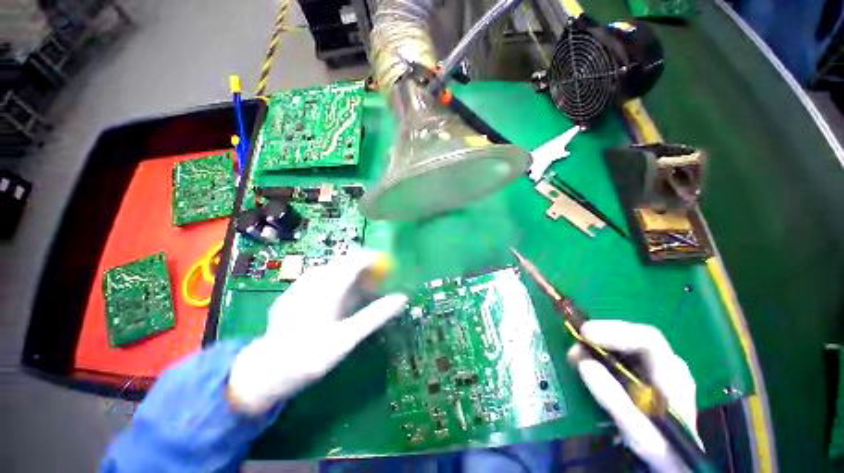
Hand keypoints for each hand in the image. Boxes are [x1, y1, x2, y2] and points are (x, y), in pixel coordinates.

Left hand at [228, 251, 407, 413]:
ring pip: (336, 269)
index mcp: (328, 285)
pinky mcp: (296, 291)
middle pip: (347, 262)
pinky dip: (339, 283)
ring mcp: (302, 283)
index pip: (357, 259)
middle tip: (380, 286)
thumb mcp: (347, 338)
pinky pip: (324, 277)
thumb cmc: (309, 355)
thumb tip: (402, 298)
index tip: (392, 269)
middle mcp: (315, 278)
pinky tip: (340, 301)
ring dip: (354, 277)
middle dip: (367, 270)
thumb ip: (376, 315)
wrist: (265, 370)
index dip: (377, 260)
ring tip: (364, 294)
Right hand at [568, 320, 699, 472]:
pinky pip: (618, 356)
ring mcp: (653, 369)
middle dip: (601, 335)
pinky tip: (584, 361)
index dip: (615, 332)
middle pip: (633, 337)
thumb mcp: (638, 432)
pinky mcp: (640, 375)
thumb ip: (614, 399)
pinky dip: (598, 355)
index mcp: (673, 374)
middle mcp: (665, 364)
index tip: (585, 334)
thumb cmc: (662, 449)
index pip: (647, 340)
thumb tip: (584, 363)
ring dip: (596, 345)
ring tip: (574, 353)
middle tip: (575, 340)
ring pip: (623, 345)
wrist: (674, 462)